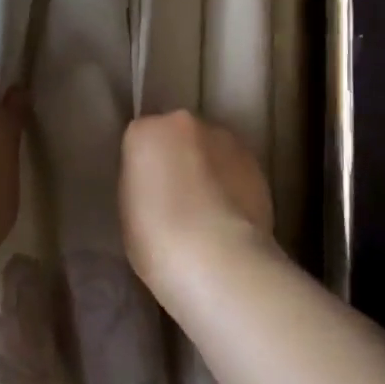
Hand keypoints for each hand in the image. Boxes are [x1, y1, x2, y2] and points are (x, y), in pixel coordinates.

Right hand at [119, 110, 274, 295]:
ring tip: (206, 211)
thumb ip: (141, 183)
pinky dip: (231, 185)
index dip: (144, 165)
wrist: (218, 260)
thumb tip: (157, 184)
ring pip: (211, 149)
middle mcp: (186, 123)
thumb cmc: (156, 239)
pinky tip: (228, 217)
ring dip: (207, 168)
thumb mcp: (127, 210)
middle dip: (177, 158)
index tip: (145, 191)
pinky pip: (235, 169)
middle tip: (174, 197)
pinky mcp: (257, 163)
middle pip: (178, 135)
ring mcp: (226, 140)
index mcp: (145, 131)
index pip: (141, 138)